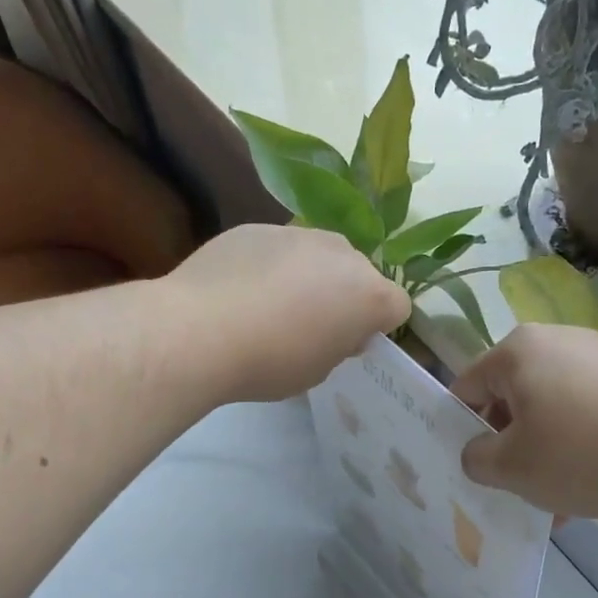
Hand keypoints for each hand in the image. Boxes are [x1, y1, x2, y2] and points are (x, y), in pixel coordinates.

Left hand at [165, 225, 409, 401]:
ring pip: (318, 256)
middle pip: (358, 273)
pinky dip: (269, 265)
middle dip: (344, 295)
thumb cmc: (271, 362)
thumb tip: (339, 329)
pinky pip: (278, 248)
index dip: (377, 326)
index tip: (349, 342)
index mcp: (369, 294)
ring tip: (269, 306)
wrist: (200, 330)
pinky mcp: (257, 227)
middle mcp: (342, 253)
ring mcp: (298, 233)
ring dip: (308, 276)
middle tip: (310, 326)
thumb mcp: (318, 370)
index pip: (397, 306)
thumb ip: (339, 344)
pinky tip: (240, 291)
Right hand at [451, 325, 597, 517]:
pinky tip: (593, 486)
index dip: (461, 430)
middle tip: (516, 487)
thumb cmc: (584, 453)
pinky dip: (581, 445)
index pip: (467, 388)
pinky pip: (588, 411)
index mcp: (518, 350)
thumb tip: (476, 452)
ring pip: (552, 409)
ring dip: (545, 452)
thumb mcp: (513, 468)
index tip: (473, 467)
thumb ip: (476, 459)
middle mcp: (557, 340)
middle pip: (512, 398)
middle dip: (510, 445)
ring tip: (558, 499)